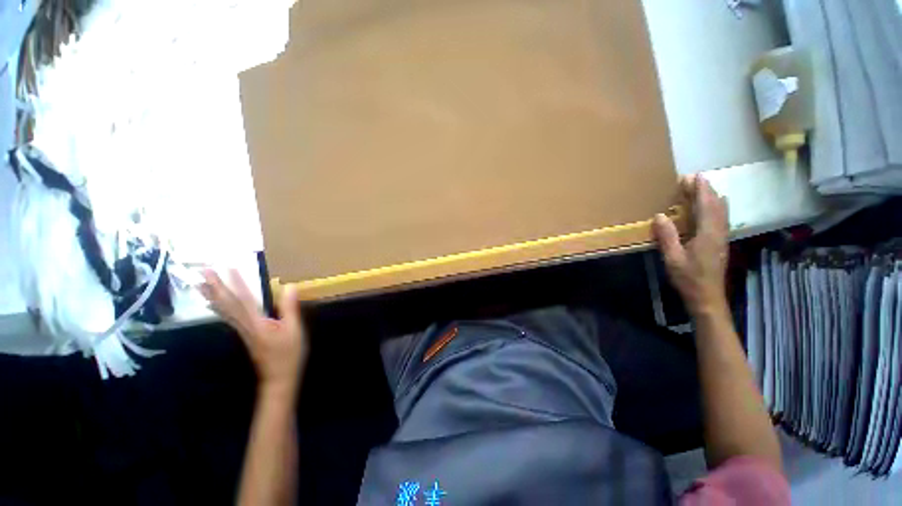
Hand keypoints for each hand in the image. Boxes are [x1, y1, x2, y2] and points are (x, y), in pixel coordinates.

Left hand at [200, 269, 307, 392]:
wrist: (278, 377)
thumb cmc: (288, 353)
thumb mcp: (294, 330)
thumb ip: (290, 308)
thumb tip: (289, 286)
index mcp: (257, 322)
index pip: (244, 299)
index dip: (236, 283)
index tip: (228, 267)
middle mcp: (245, 325)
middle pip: (227, 304)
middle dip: (216, 287)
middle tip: (204, 271)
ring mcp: (243, 330)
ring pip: (224, 310)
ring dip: (212, 296)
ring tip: (201, 283)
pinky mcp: (245, 334)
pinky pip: (228, 317)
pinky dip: (218, 308)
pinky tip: (213, 304)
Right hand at [652, 175, 728, 315]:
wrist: (708, 296)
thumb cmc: (688, 278)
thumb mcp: (673, 258)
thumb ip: (667, 236)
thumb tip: (660, 215)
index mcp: (707, 234)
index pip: (706, 206)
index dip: (700, 190)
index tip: (693, 176)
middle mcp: (719, 232)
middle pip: (716, 205)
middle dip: (705, 190)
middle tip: (693, 179)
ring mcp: (722, 237)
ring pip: (721, 211)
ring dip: (712, 197)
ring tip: (701, 188)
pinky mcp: (720, 242)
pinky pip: (721, 218)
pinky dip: (716, 207)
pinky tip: (712, 207)